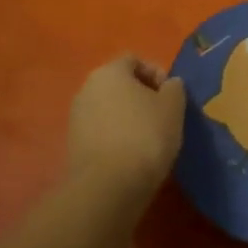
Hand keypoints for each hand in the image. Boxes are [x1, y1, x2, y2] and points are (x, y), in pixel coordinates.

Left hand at [67, 54, 185, 202]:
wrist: (107, 187)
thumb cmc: (145, 136)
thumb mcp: (173, 106)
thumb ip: (174, 87)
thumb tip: (169, 85)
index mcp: (109, 71)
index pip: (134, 60)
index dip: (156, 73)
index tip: (171, 95)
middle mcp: (87, 88)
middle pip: (119, 84)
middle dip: (141, 96)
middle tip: (163, 116)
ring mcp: (76, 117)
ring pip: (109, 108)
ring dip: (128, 117)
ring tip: (149, 139)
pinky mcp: (73, 145)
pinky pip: (101, 131)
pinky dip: (116, 137)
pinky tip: (132, 156)